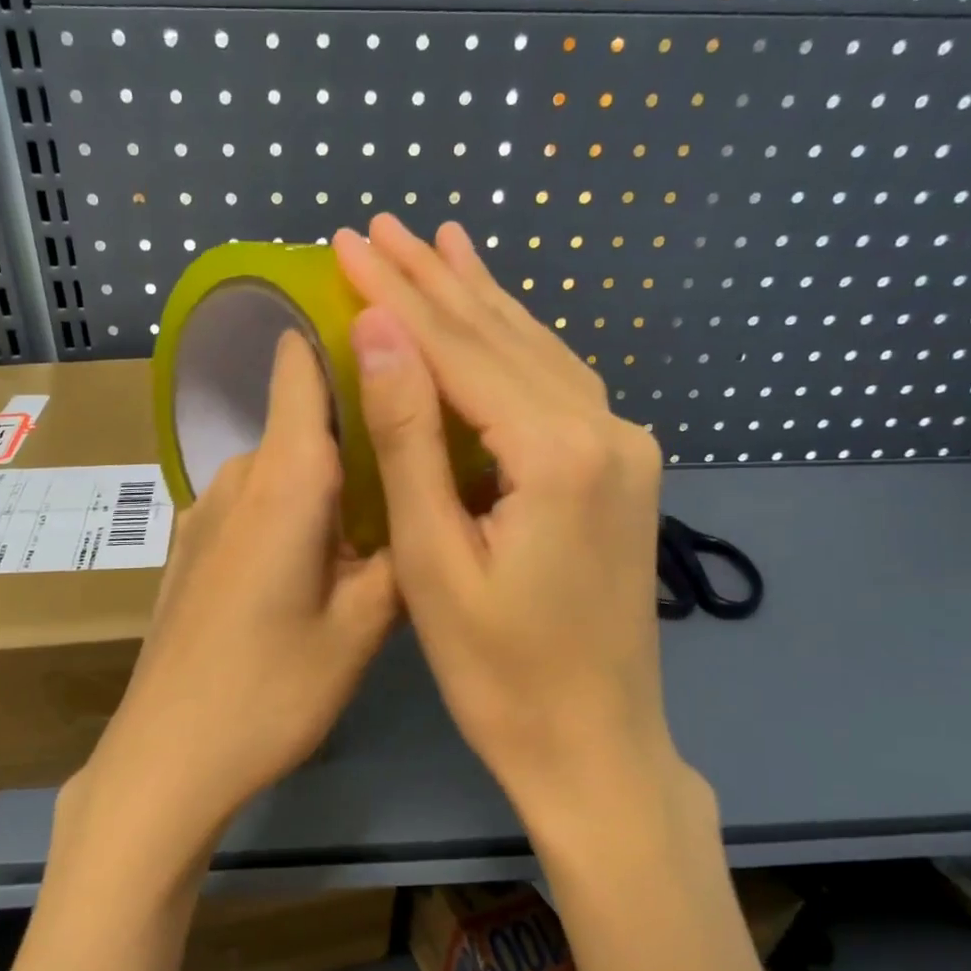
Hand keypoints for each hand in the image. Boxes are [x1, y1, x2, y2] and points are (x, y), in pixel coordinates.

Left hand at [74, 328, 398, 848]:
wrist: (166, 757)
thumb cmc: (270, 692)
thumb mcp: (362, 629)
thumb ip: (401, 553)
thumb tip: (428, 504)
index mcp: (284, 481)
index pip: (298, 366)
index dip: (336, 333)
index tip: (390, 332)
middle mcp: (238, 478)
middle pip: (299, 418)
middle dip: (356, 423)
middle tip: (416, 452)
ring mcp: (205, 512)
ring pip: (280, 466)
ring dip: (327, 476)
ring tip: (378, 514)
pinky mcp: (192, 547)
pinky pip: (254, 503)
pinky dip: (294, 508)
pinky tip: (319, 558)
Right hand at [334, 215, 694, 829]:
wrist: (594, 744)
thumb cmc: (498, 672)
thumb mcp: (434, 560)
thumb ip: (410, 439)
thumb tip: (379, 332)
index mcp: (557, 451)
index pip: (459, 350)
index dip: (396, 295)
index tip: (346, 243)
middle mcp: (605, 428)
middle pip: (502, 336)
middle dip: (433, 280)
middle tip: (378, 227)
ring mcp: (624, 445)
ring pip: (538, 349)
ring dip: (480, 298)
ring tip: (438, 242)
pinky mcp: (623, 467)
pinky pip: (561, 383)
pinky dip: (519, 342)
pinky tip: (497, 314)